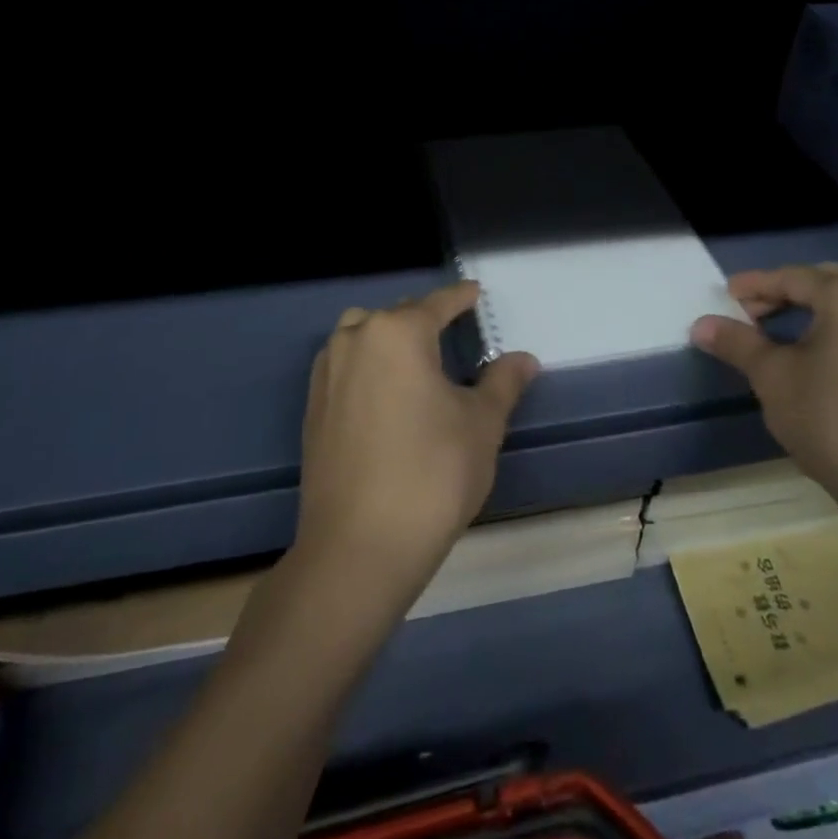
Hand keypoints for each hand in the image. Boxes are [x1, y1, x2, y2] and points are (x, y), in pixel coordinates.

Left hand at [292, 281, 538, 603]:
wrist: (358, 546)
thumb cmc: (432, 474)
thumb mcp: (481, 424)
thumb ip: (502, 382)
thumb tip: (523, 359)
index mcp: (398, 333)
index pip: (437, 303)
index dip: (460, 297)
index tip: (474, 292)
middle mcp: (356, 340)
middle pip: (395, 316)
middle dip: (423, 319)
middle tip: (451, 333)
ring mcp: (327, 374)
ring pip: (361, 335)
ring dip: (387, 337)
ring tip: (415, 361)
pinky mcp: (313, 408)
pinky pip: (343, 365)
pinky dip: (366, 364)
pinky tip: (385, 393)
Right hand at [690, 264, 837, 520]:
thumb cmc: (833, 422)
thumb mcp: (773, 378)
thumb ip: (737, 343)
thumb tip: (700, 324)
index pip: (792, 277)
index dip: (754, 285)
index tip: (724, 295)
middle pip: (823, 284)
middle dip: (781, 294)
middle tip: (746, 312)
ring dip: (807, 312)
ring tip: (772, 333)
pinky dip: (832, 331)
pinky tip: (811, 357)